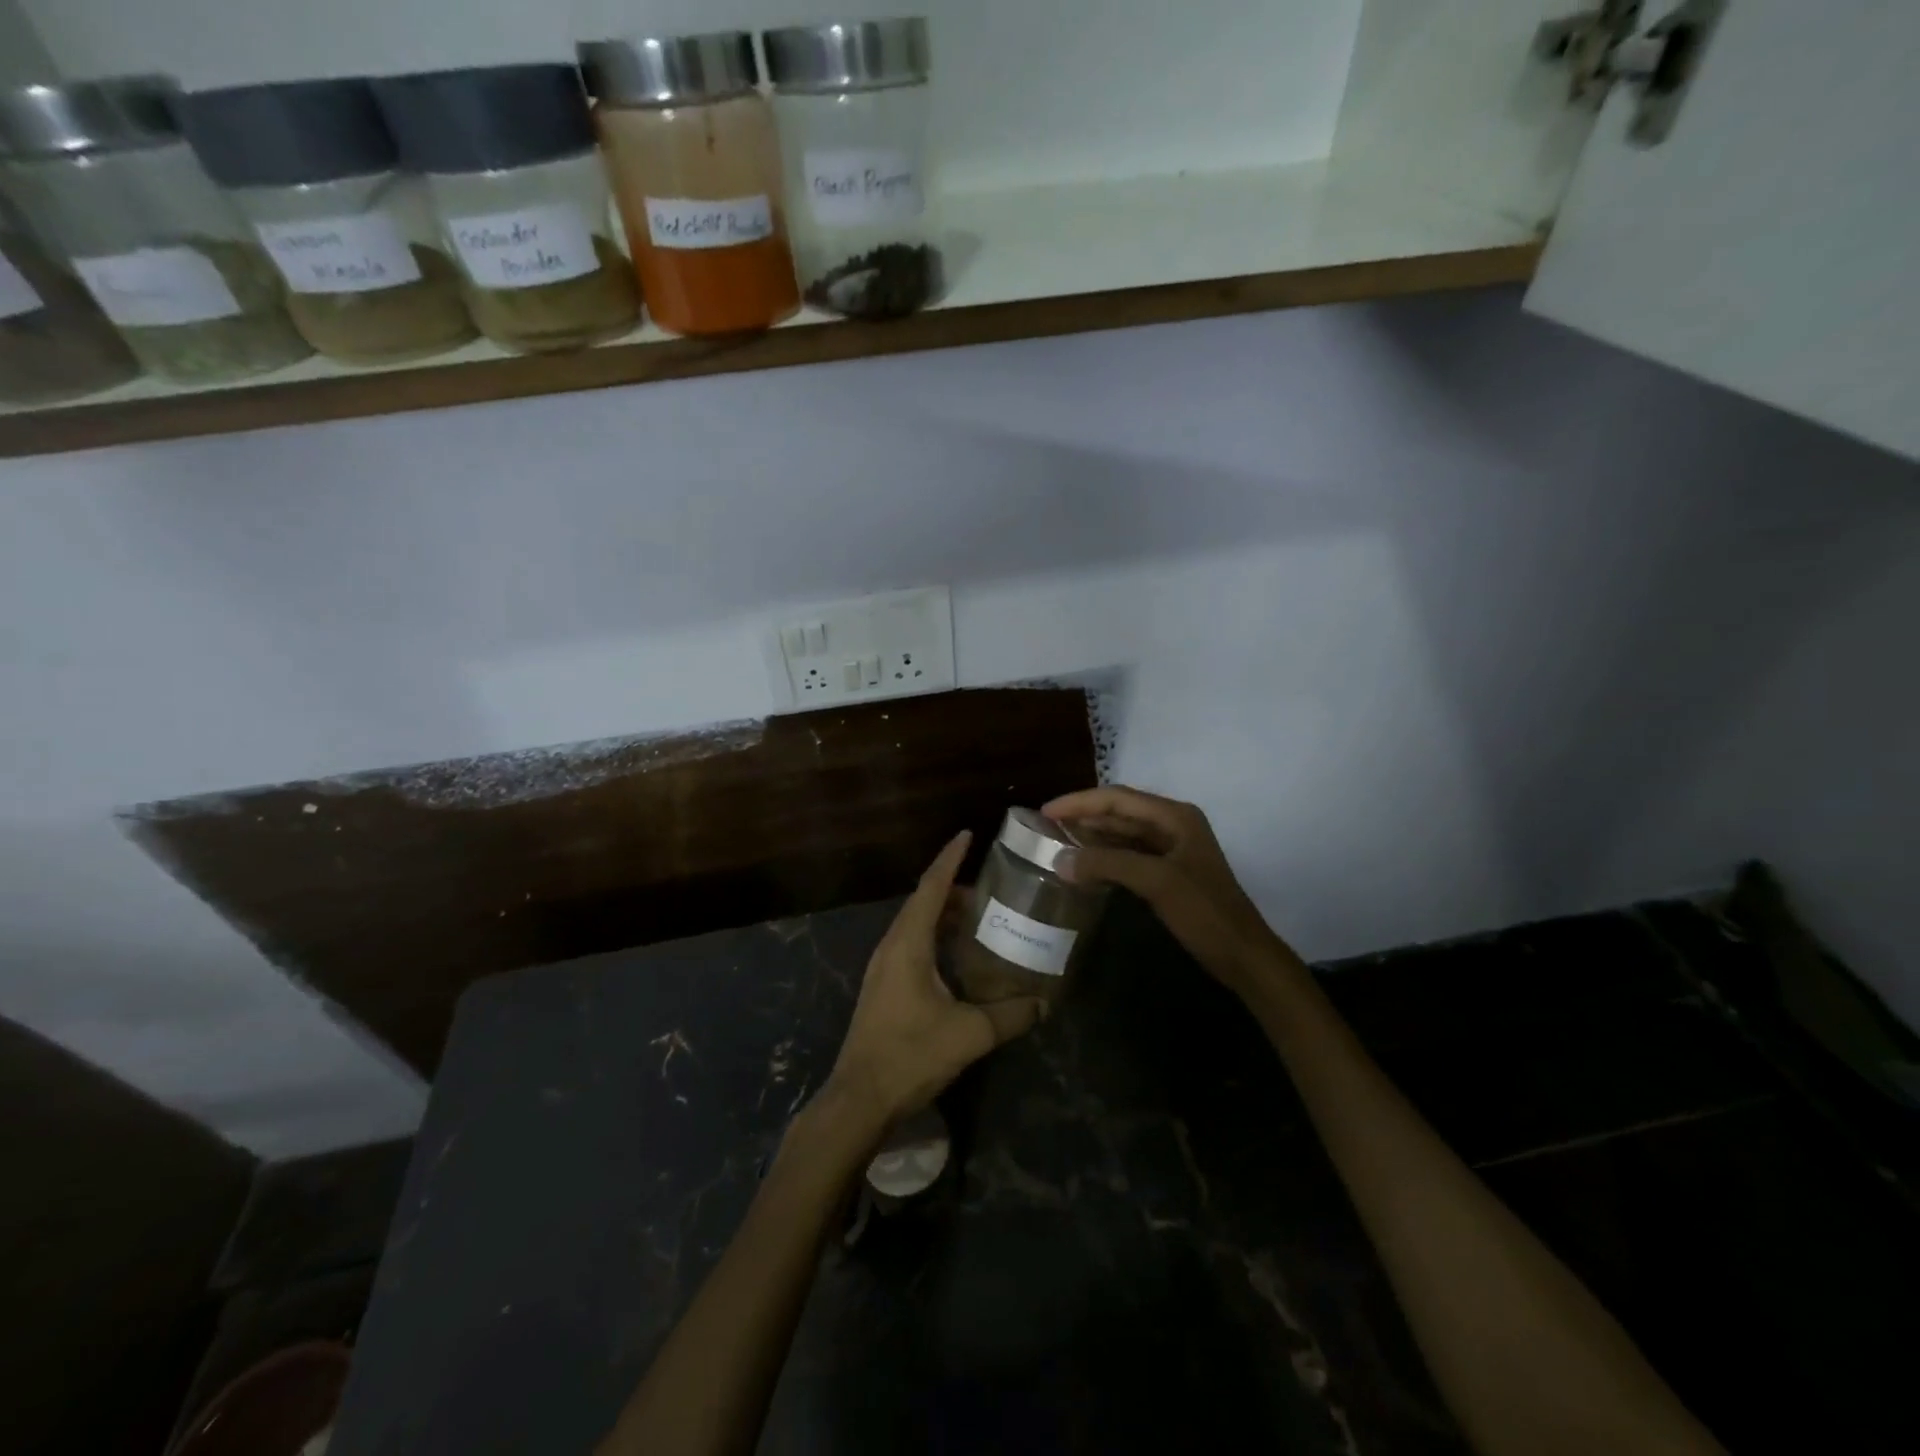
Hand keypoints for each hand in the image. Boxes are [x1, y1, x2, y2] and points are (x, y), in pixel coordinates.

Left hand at [825, 831, 1047, 1131]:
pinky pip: (910, 946)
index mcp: (908, 944)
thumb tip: (1045, 1003)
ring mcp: (882, 967)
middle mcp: (891, 946)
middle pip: (922, 903)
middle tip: (989, 887)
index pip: (931, 887)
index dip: (950, 858)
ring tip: (978, 916)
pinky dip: (934, 937)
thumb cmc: (911, 1055)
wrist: (859, 1098)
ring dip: (943, 915)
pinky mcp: (883, 987)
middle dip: (953, 888)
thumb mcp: (969, 1033)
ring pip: (915, 925)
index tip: (968, 835)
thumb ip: (1011, 1015)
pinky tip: (956, 956)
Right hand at [1044, 785, 1298, 994]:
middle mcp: (1173, 824)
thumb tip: (1059, 859)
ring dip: (1092, 836)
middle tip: (1045, 825)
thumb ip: (1107, 864)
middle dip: (1084, 815)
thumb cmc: (1204, 912)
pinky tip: (1084, 865)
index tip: (1045, 811)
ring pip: (1123, 833)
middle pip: (1120, 811)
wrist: (1242, 954)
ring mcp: (1172, 849)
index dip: (1080, 802)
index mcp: (1175, 816)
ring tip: (1057, 840)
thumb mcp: (1156, 882)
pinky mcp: (1169, 872)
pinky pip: (1129, 854)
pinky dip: (1105, 856)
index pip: (1118, 798)